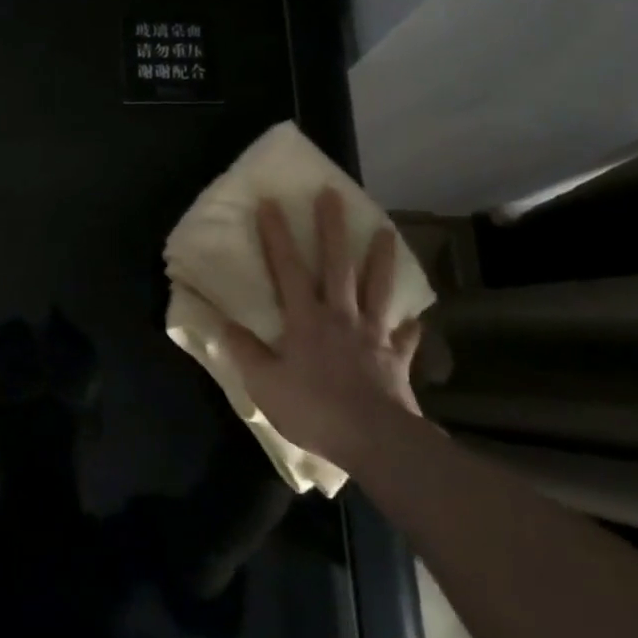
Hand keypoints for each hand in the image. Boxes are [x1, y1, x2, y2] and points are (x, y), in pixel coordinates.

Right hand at [220, 190, 422, 471]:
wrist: (376, 442)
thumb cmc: (314, 409)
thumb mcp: (265, 385)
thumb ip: (245, 352)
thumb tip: (223, 324)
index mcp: (305, 319)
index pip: (287, 268)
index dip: (276, 235)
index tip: (270, 202)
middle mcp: (340, 317)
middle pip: (337, 265)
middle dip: (332, 228)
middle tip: (332, 195)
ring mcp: (373, 336)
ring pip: (378, 289)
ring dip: (382, 259)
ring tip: (387, 232)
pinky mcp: (396, 360)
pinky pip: (405, 339)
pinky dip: (410, 327)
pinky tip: (415, 319)